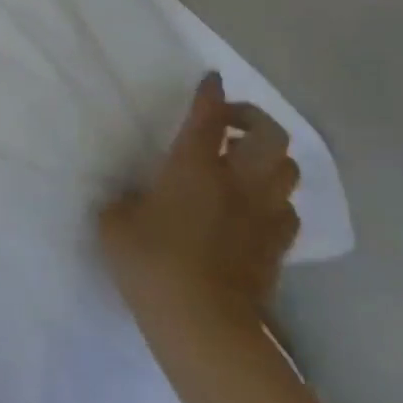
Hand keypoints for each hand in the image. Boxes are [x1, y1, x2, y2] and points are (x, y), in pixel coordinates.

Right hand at [99, 72, 300, 343]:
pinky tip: (254, 207)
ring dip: (270, 157)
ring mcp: (263, 215)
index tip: (210, 80)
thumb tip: (135, 199)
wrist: (202, 323)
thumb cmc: (150, 263)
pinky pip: (287, 209)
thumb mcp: (115, 223)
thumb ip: (125, 200)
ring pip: (288, 169)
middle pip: (270, 135)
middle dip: (253, 118)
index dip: (209, 94)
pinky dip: (274, 198)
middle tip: (230, 122)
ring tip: (244, 162)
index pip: (207, 117)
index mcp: (193, 168)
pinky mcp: (276, 246)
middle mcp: (236, 182)